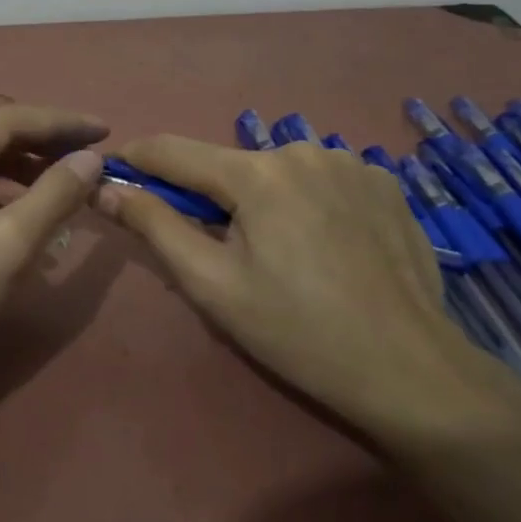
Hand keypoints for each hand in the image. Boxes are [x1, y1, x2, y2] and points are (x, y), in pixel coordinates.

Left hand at [0, 106, 107, 427]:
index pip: (4, 120)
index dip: (60, 123)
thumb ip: (54, 195)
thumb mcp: (7, 247)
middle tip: (88, 152)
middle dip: (39, 141)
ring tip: (63, 179)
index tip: (105, 131)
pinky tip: (20, 212)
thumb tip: (91, 159)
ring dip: (16, 169)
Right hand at [95, 136, 520, 445]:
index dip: (138, 159)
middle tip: (216, 249)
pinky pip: (320, 179)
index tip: (115, 170)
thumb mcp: (212, 285)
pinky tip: (324, 244)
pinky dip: (305, 201)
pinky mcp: (384, 182)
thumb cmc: (298, 332)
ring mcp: (351, 163)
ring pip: (276, 172)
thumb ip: (155, 226)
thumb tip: (108, 187)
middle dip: (209, 196)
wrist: (412, 371)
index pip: (174, 150)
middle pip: (229, 165)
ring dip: (260, 199)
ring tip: (279, 252)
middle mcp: (302, 150)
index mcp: (257, 174)